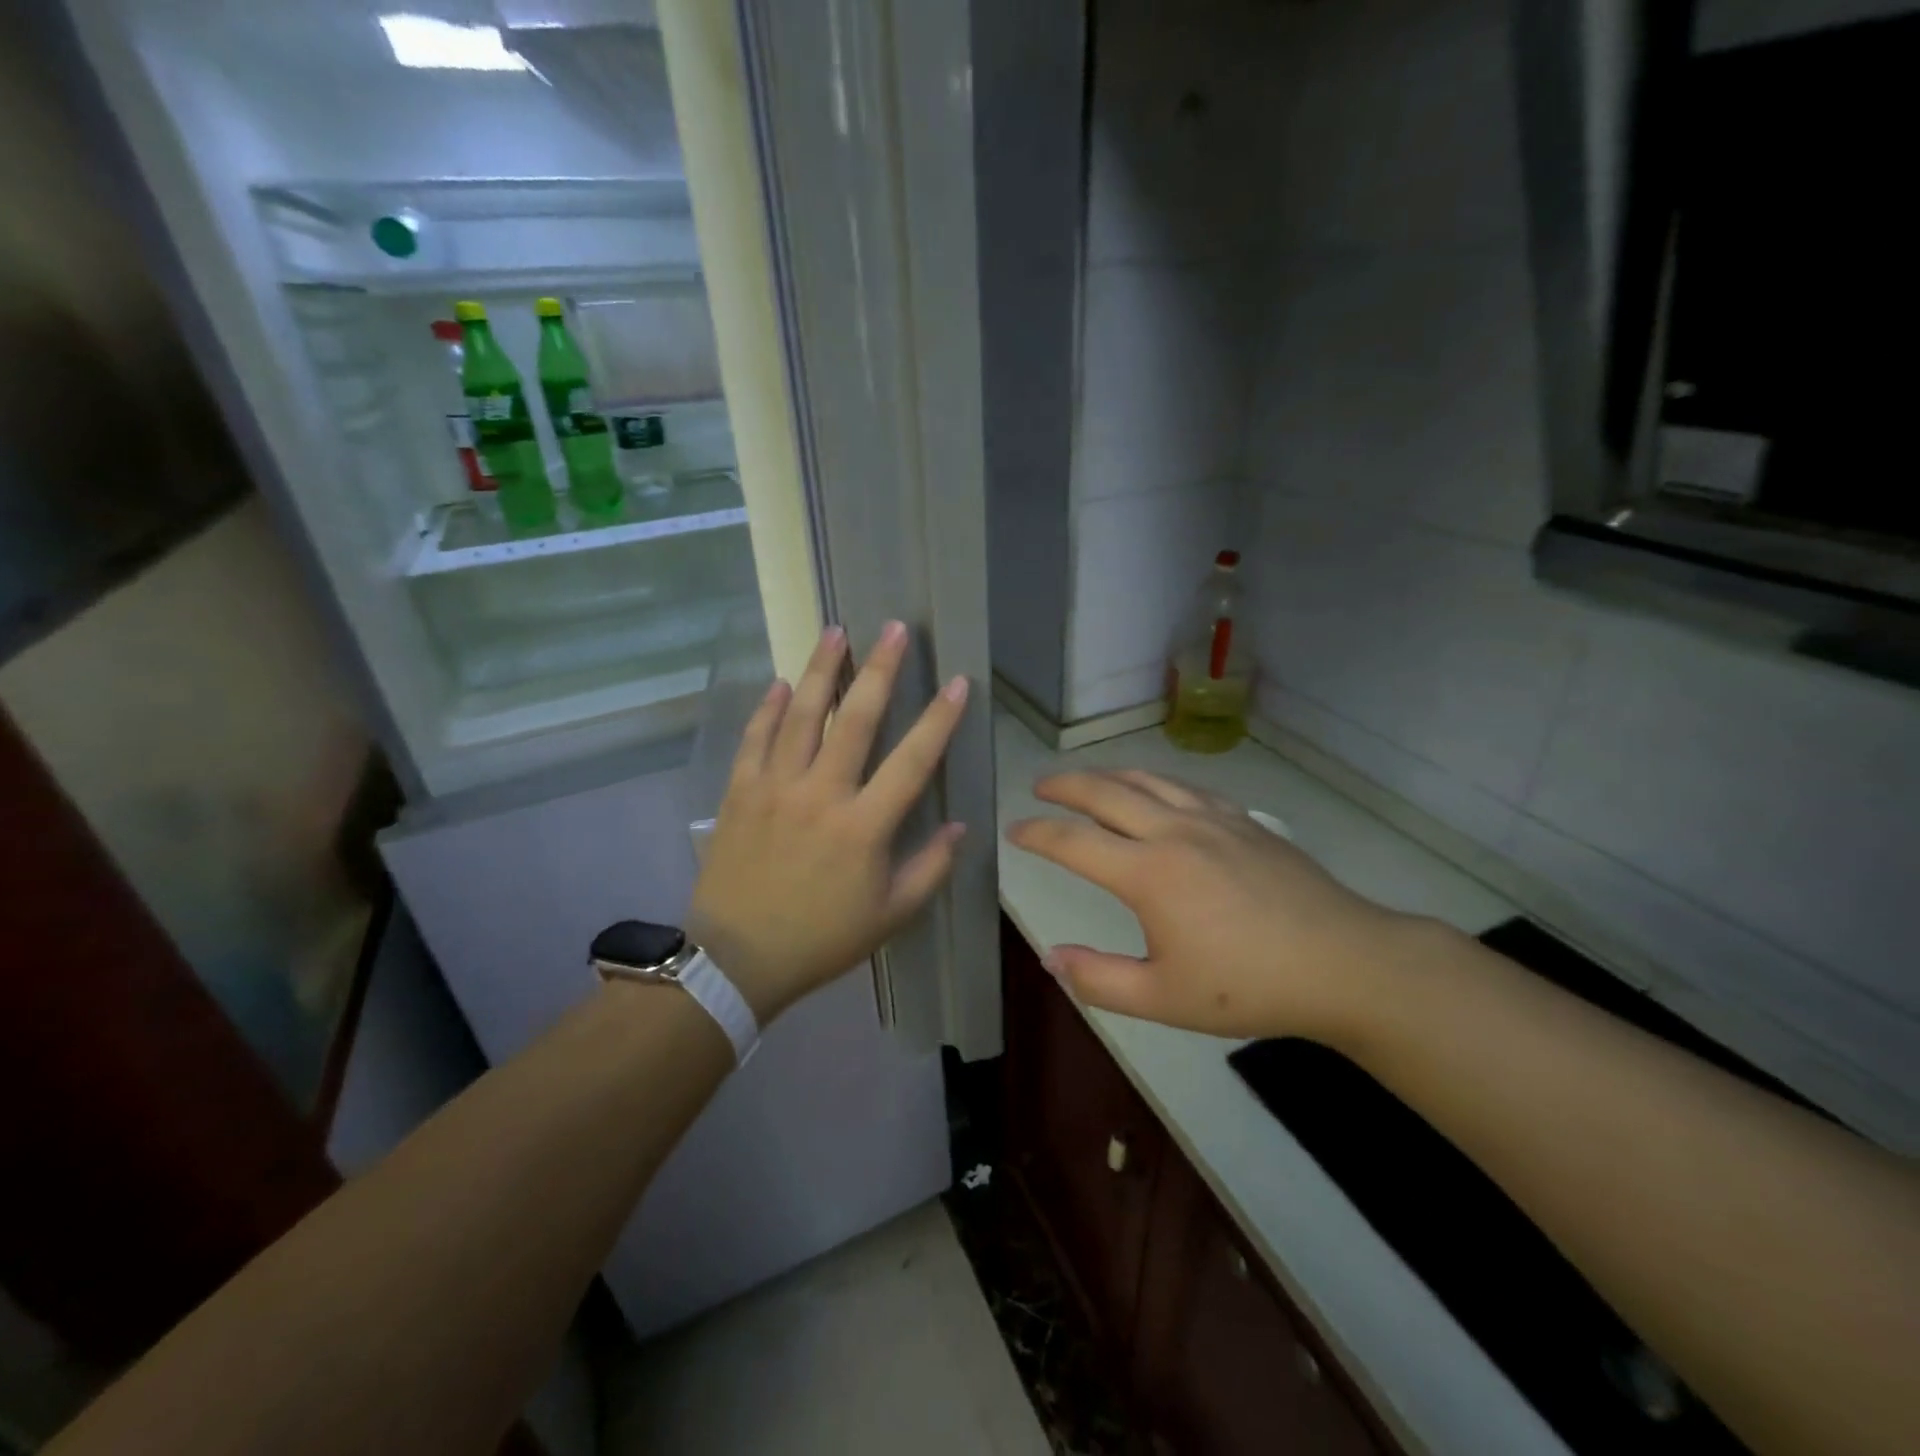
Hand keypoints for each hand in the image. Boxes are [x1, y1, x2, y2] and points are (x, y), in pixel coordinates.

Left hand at [686, 622, 969, 1022]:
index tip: (957, 683)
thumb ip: (930, 868)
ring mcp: (774, 788)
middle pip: (854, 719)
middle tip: (893, 628)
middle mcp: (821, 793)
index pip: (912, 760)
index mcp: (863, 826)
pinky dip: (766, 709)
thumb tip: (958, 826)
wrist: (736, 960)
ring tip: (834, 632)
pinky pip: (754, 739)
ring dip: (820, 670)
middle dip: (879, 669)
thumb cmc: (821, 939)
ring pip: (800, 715)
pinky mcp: (740, 792)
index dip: (939, 719)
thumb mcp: (890, 916)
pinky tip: (777, 684)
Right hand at [1007, 769, 1424, 1041]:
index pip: (1074, 842)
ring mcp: (1213, 819)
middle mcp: (1174, 831)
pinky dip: (1155, 781)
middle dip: (1065, 786)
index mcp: (1148, 873)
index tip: (1015, 830)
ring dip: (1108, 775)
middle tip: (1040, 786)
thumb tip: (1051, 958)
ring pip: (1147, 780)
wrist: (1343, 963)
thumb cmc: (1249, 985)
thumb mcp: (1164, 998)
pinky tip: (1157, 791)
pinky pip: (1186, 787)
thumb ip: (1099, 979)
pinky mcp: (1244, 820)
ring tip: (1088, 780)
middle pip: (1105, 793)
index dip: (1038, 833)